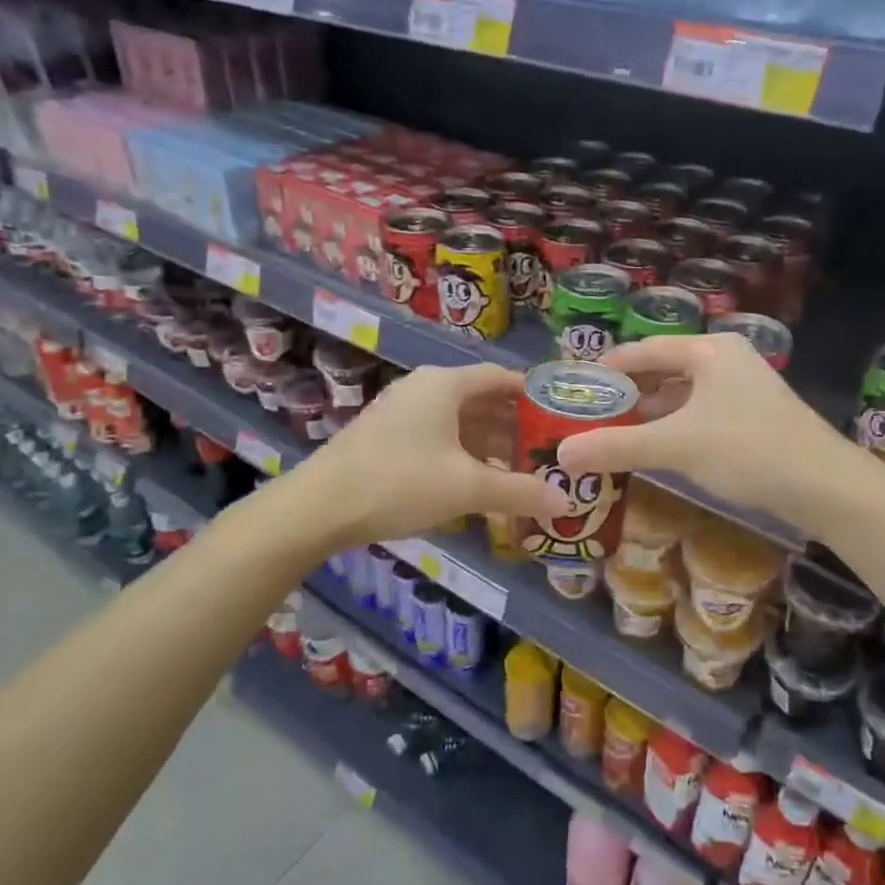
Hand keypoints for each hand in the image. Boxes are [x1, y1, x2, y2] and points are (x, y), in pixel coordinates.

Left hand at [277, 363, 566, 552]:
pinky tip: (478, 481)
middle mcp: (424, 388)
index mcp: (444, 383)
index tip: (561, 416)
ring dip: (489, 442)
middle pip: (481, 398)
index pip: (501, 377)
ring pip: (459, 420)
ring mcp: (402, 411)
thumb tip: (566, 502)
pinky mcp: (388, 436)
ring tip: (520, 469)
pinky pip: (439, 436)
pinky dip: (464, 453)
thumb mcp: (467, 488)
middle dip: (515, 424)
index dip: (533, 395)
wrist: (319, 507)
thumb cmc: (400, 482)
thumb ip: (519, 491)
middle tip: (547, 450)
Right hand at [555, 333, 851, 530]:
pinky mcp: (754, 415)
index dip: (605, 369)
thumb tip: (563, 454)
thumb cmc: (748, 450)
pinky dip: (674, 427)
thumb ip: (617, 447)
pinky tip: (656, 449)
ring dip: (649, 414)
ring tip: (614, 435)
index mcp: (709, 350)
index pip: (642, 351)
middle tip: (589, 417)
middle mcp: (727, 359)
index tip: (574, 389)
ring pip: (682, 395)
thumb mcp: (676, 446)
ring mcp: (744, 387)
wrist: (827, 487)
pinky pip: (700, 413)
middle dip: (625, 395)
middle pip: (662, 371)